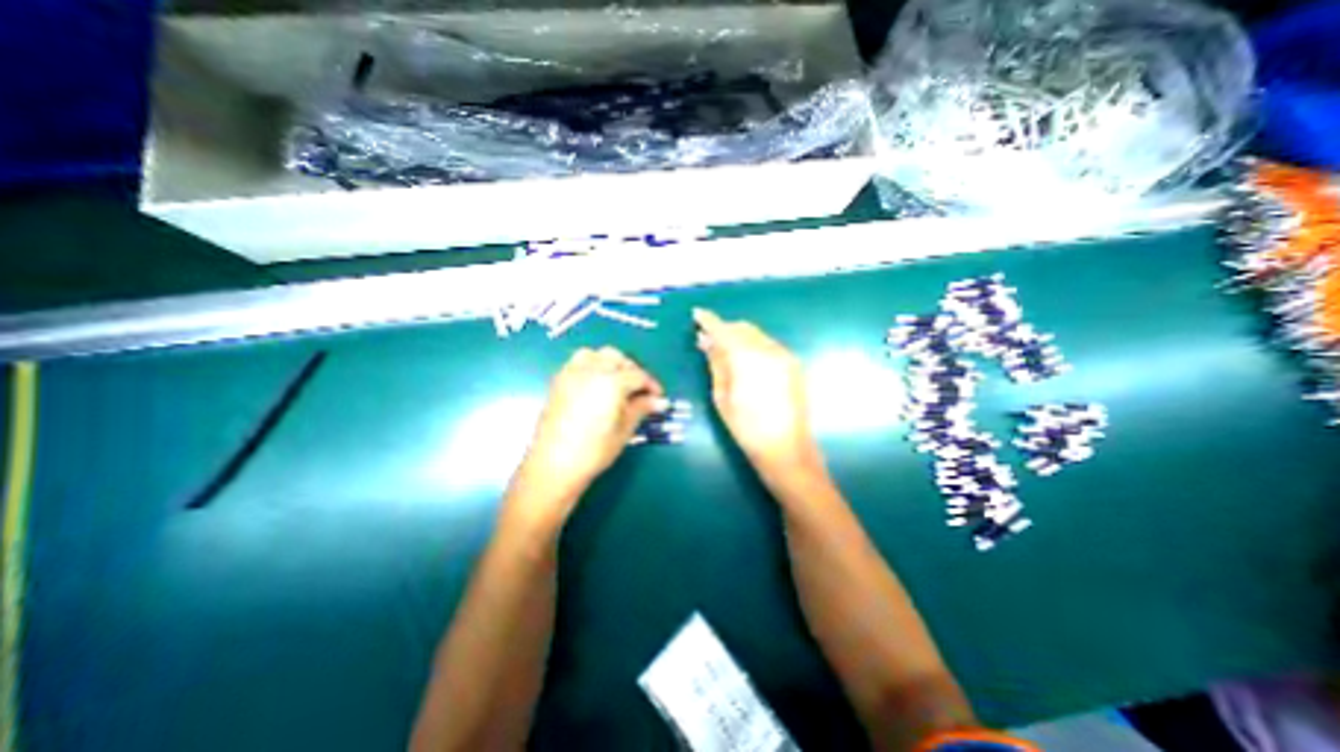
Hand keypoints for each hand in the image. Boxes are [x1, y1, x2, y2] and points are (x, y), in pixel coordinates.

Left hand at [512, 349, 661, 520]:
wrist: (554, 465)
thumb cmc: (594, 451)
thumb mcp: (624, 430)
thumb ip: (641, 408)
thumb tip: (660, 401)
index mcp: (611, 382)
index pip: (638, 375)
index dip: (651, 385)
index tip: (658, 397)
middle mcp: (591, 370)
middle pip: (616, 358)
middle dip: (631, 369)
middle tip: (638, 390)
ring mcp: (572, 373)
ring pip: (595, 354)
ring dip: (609, 362)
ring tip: (616, 382)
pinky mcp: (558, 381)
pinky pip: (577, 362)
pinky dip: (591, 365)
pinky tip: (595, 385)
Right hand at [695, 307, 822, 475]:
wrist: (787, 449)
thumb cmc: (747, 428)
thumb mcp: (722, 396)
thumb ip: (716, 363)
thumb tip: (706, 341)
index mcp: (747, 357)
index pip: (724, 329)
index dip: (709, 321)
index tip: (697, 315)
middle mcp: (769, 349)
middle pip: (742, 328)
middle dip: (725, 329)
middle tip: (708, 340)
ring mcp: (785, 355)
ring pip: (757, 335)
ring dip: (739, 337)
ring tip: (726, 352)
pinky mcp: (793, 364)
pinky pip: (768, 345)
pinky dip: (753, 345)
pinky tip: (745, 361)